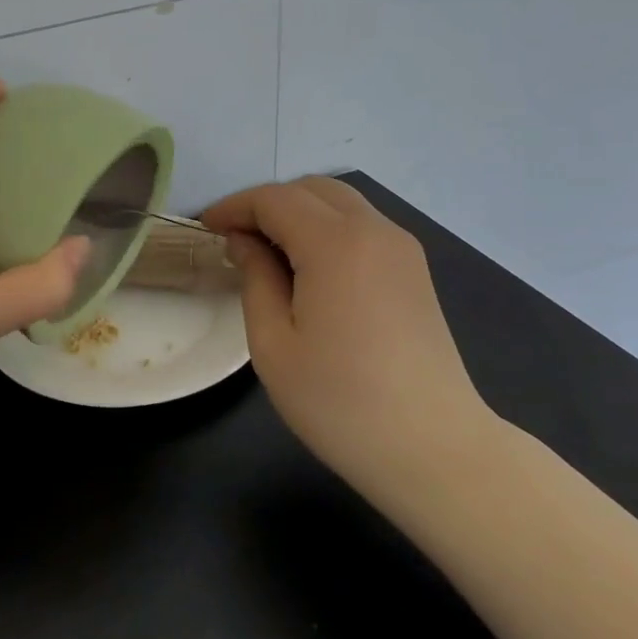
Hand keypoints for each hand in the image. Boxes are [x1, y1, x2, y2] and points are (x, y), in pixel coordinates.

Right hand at [204, 177, 492, 485]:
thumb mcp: (272, 343)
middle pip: (310, 189)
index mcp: (336, 244)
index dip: (234, 207)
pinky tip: (307, 268)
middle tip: (233, 239)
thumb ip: (255, 278)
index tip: (204, 228)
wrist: (433, 448)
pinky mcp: (415, 271)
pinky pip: (362, 226)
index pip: (274, 199)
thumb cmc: (339, 402)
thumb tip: (245, 242)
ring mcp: (402, 249)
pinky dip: (326, 228)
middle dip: (266, 204)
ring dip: (298, 213)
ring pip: (340, 203)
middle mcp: (375, 230)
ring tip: (266, 253)